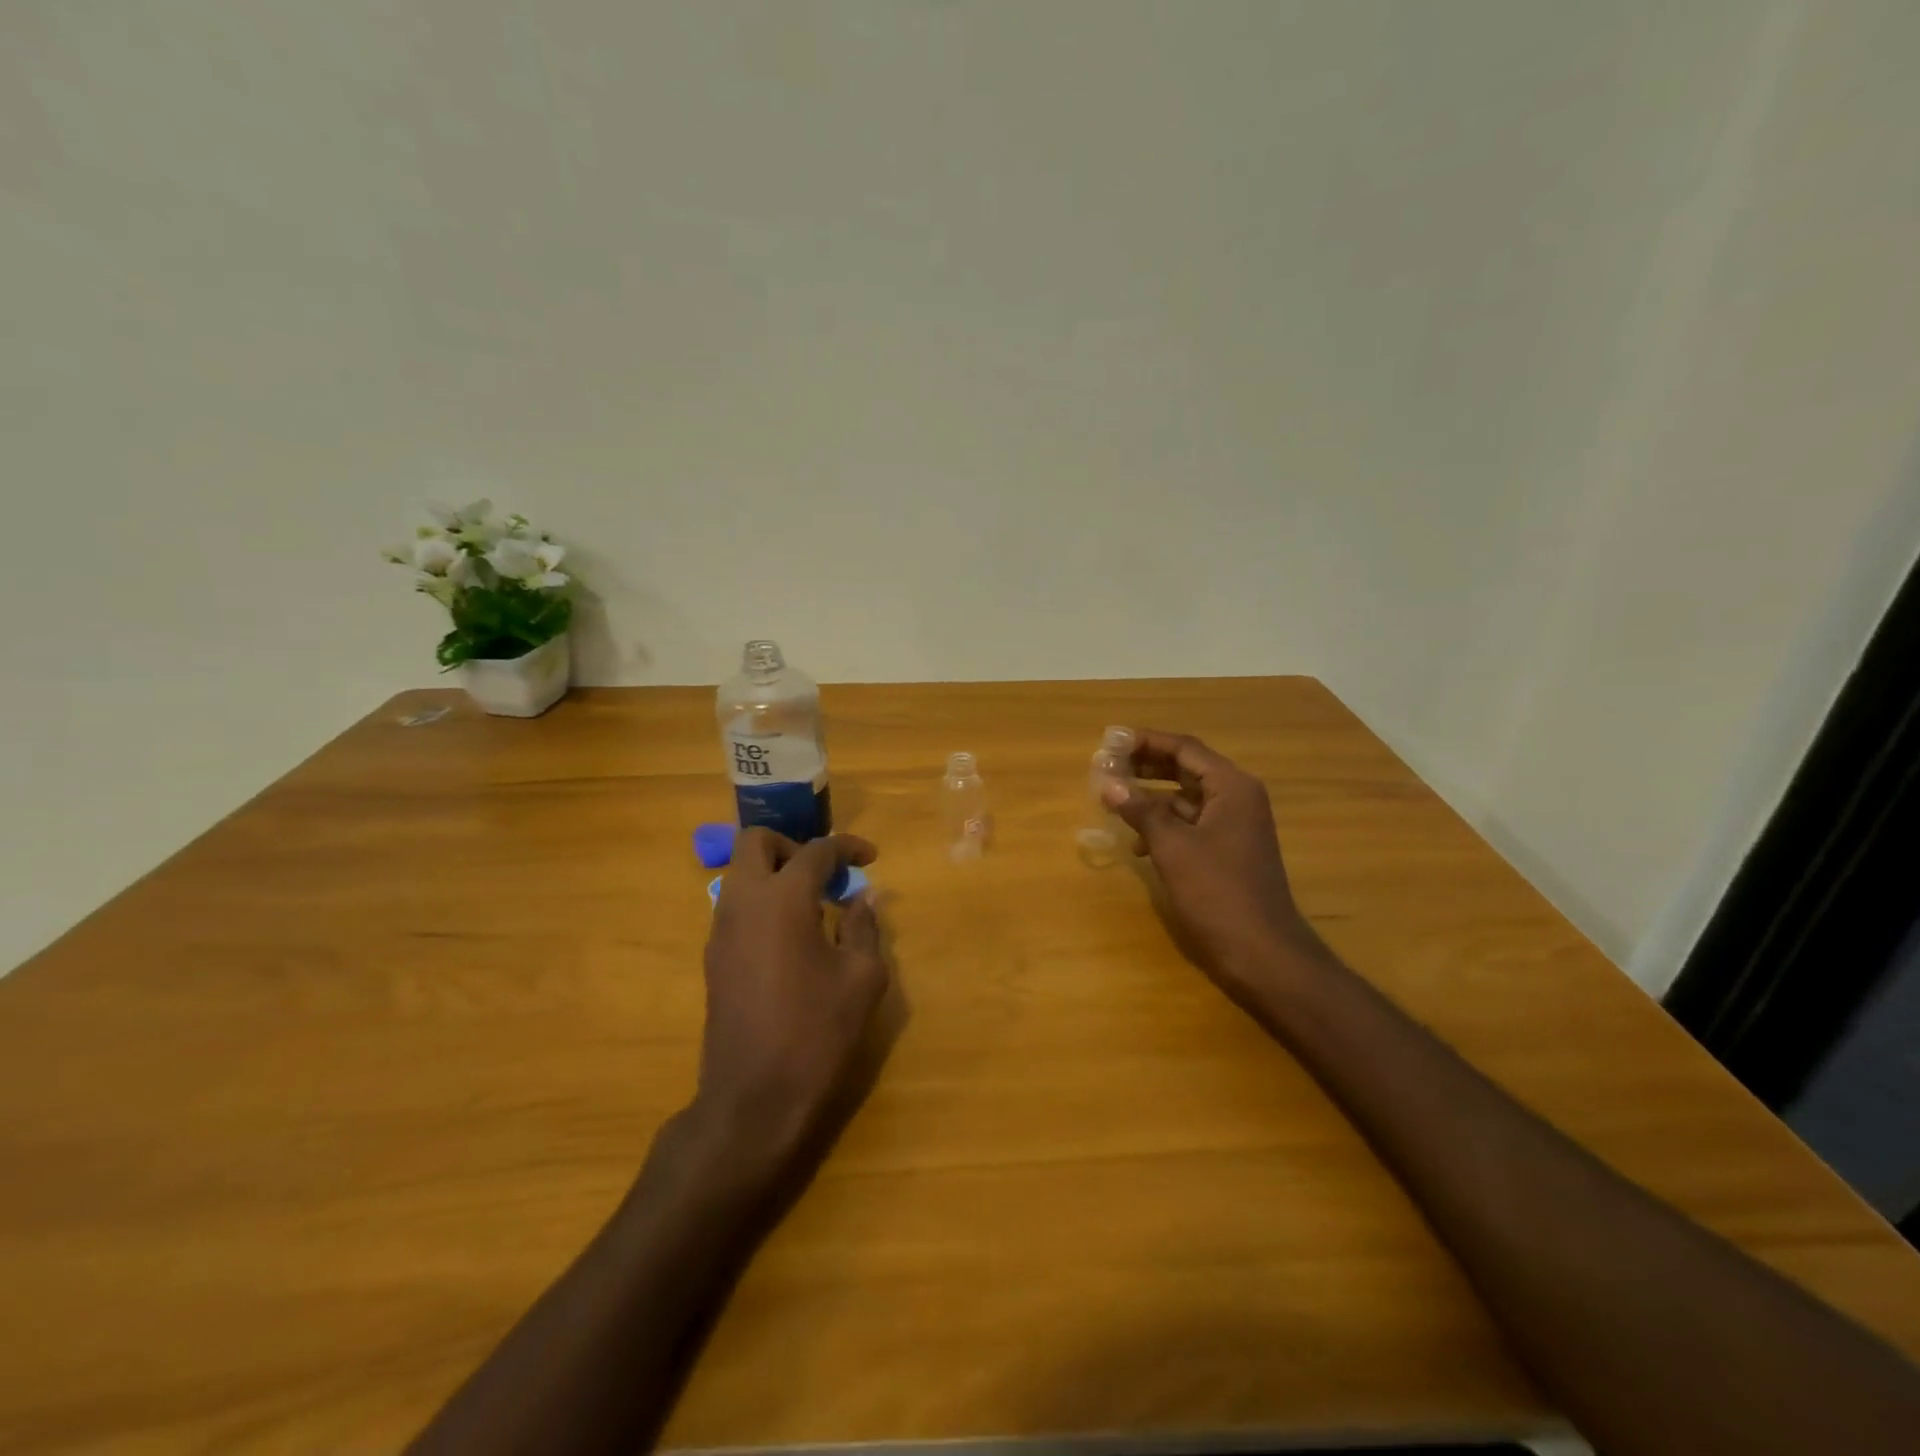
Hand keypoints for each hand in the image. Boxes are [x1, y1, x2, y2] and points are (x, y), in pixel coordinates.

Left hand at [694, 829, 891, 1174]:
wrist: (753, 1099)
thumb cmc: (816, 1032)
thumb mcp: (861, 978)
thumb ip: (864, 927)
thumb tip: (863, 899)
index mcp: (783, 899)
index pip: (816, 851)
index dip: (848, 847)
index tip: (871, 858)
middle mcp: (743, 902)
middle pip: (756, 843)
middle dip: (794, 846)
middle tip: (826, 875)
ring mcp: (721, 930)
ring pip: (741, 874)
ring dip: (776, 874)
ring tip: (815, 906)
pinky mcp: (714, 957)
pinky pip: (736, 906)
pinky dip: (764, 902)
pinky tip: (793, 938)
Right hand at [1103, 730, 1322, 1002]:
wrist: (1262, 952)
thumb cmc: (1218, 892)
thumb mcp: (1172, 847)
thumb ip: (1140, 810)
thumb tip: (1107, 782)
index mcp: (1232, 787)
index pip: (1184, 748)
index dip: (1145, 741)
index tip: (1110, 740)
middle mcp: (1237, 798)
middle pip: (1185, 768)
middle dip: (1145, 766)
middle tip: (1107, 765)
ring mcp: (1234, 825)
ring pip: (1186, 797)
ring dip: (1151, 796)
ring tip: (1113, 798)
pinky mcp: (1227, 850)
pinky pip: (1191, 823)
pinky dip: (1163, 825)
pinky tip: (1136, 843)